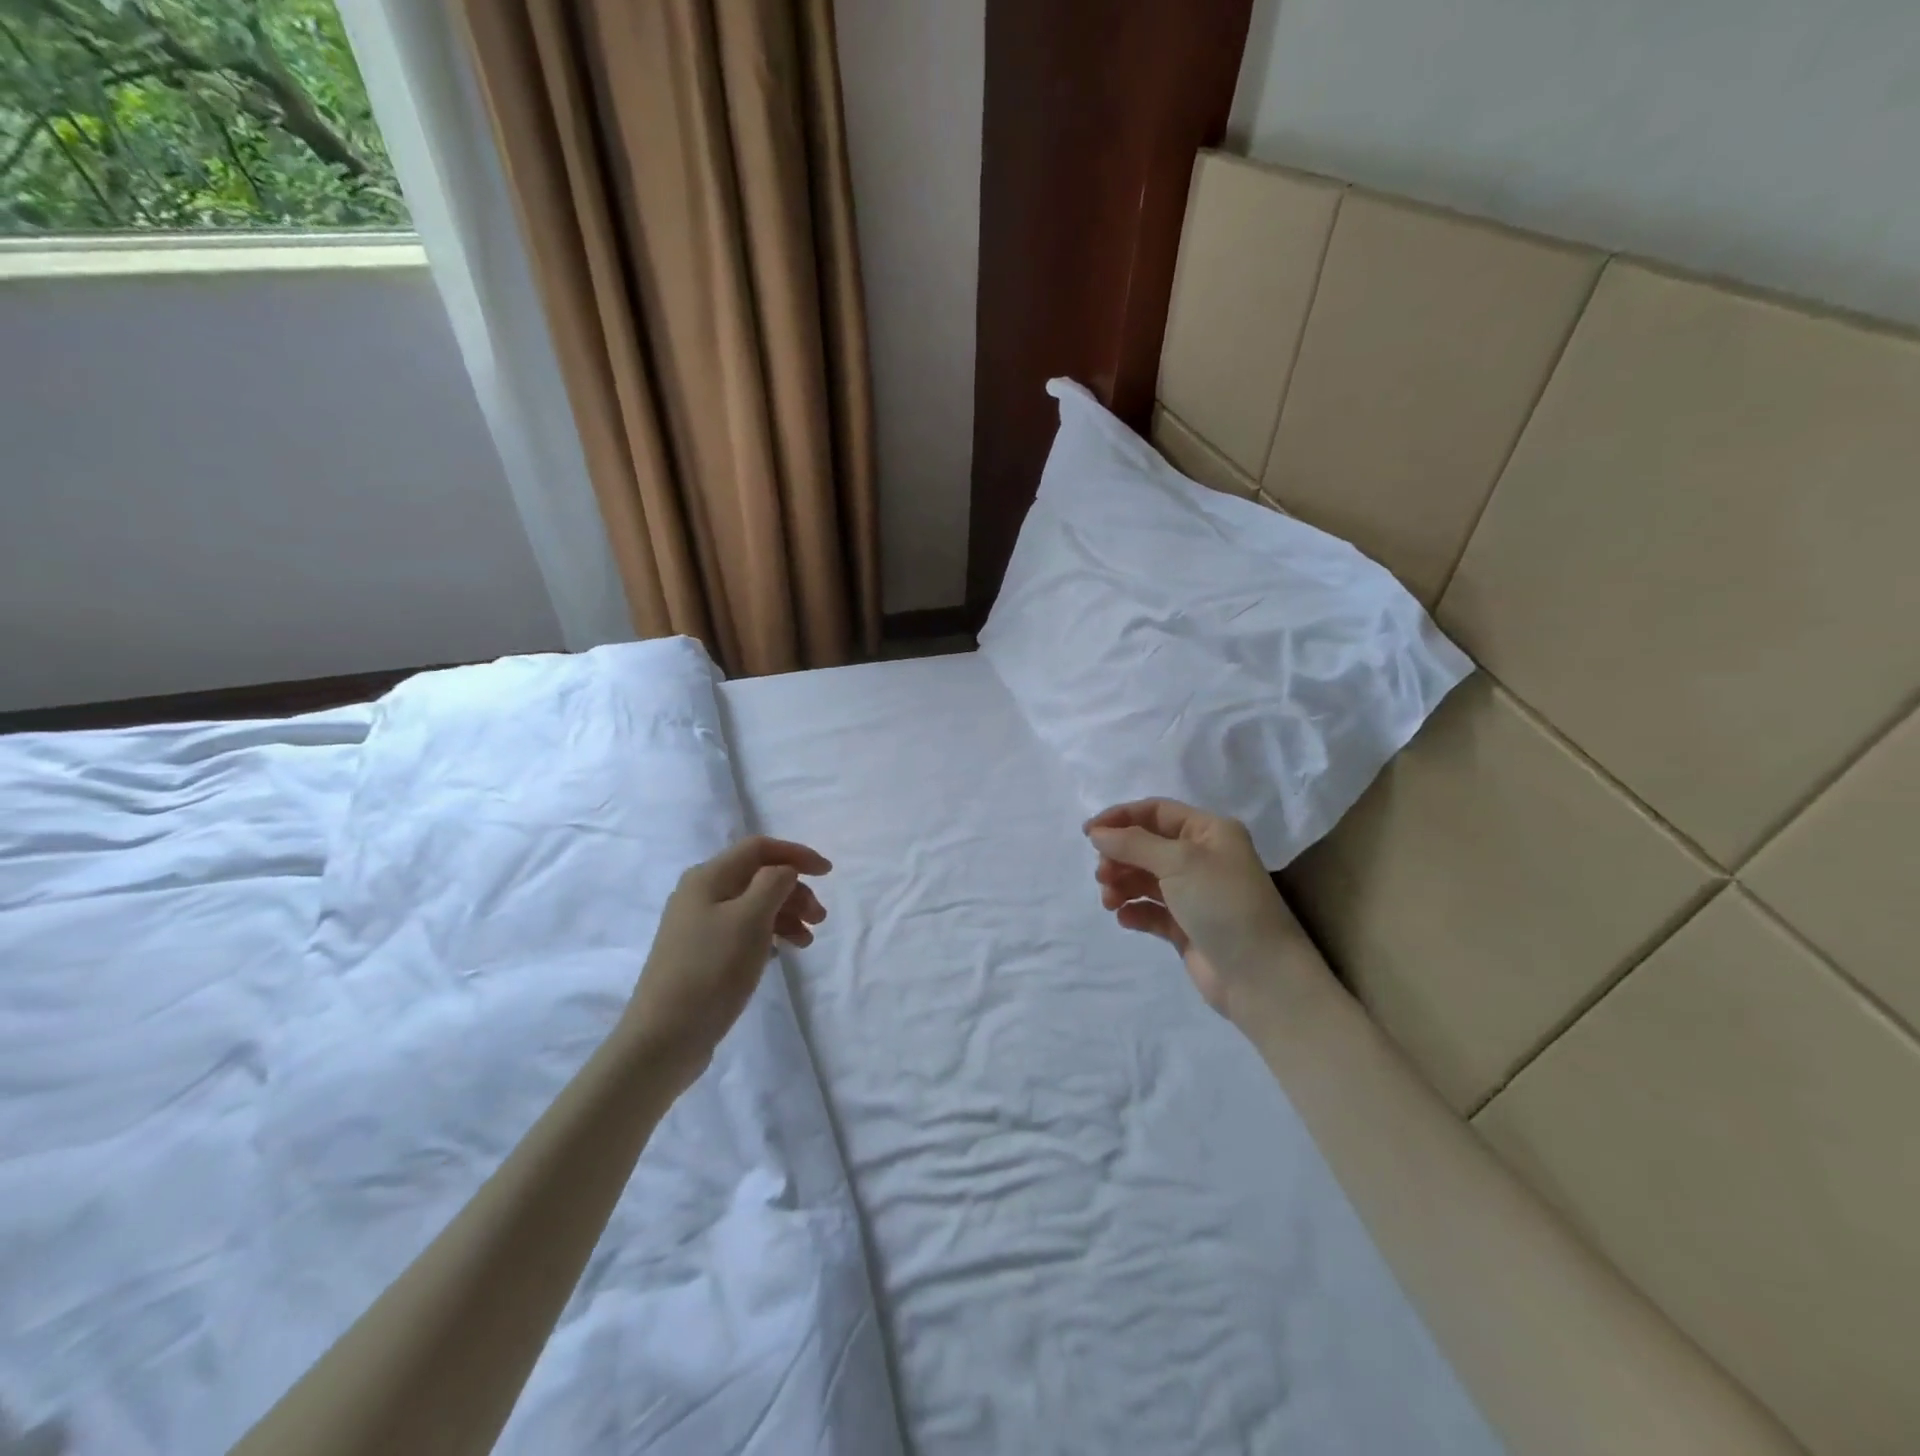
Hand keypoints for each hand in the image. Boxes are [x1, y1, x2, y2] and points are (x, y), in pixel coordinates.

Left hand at [625, 835, 829, 1087]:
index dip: (796, 854)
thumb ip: (774, 883)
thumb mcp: (750, 919)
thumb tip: (784, 871)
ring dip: (786, 915)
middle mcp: (700, 894)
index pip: (759, 848)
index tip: (828, 873)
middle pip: (758, 876)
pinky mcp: (701, 954)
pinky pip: (743, 930)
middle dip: (794, 890)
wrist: (664, 1037)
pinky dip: (769, 934)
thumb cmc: (712, 970)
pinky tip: (782, 952)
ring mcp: (698, 926)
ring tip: (807, 941)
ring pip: (753, 905)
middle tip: (820, 919)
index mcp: (708, 877)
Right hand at [1086, 799, 1329, 1026]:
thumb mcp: (1179, 862)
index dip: (1121, 818)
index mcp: (1209, 832)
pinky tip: (1125, 918)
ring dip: (1123, 884)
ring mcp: (1194, 894)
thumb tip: (1096, 833)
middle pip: (1147, 845)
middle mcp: (1202, 857)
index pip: (1157, 812)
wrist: (1260, 976)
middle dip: (1120, 856)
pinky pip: (1152, 910)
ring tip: (1110, 900)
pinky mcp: (1187, 926)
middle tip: (1102, 876)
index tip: (1088, 834)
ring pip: (1146, 878)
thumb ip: (1133, 843)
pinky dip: (1135, 911)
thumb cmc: (1223, 904)